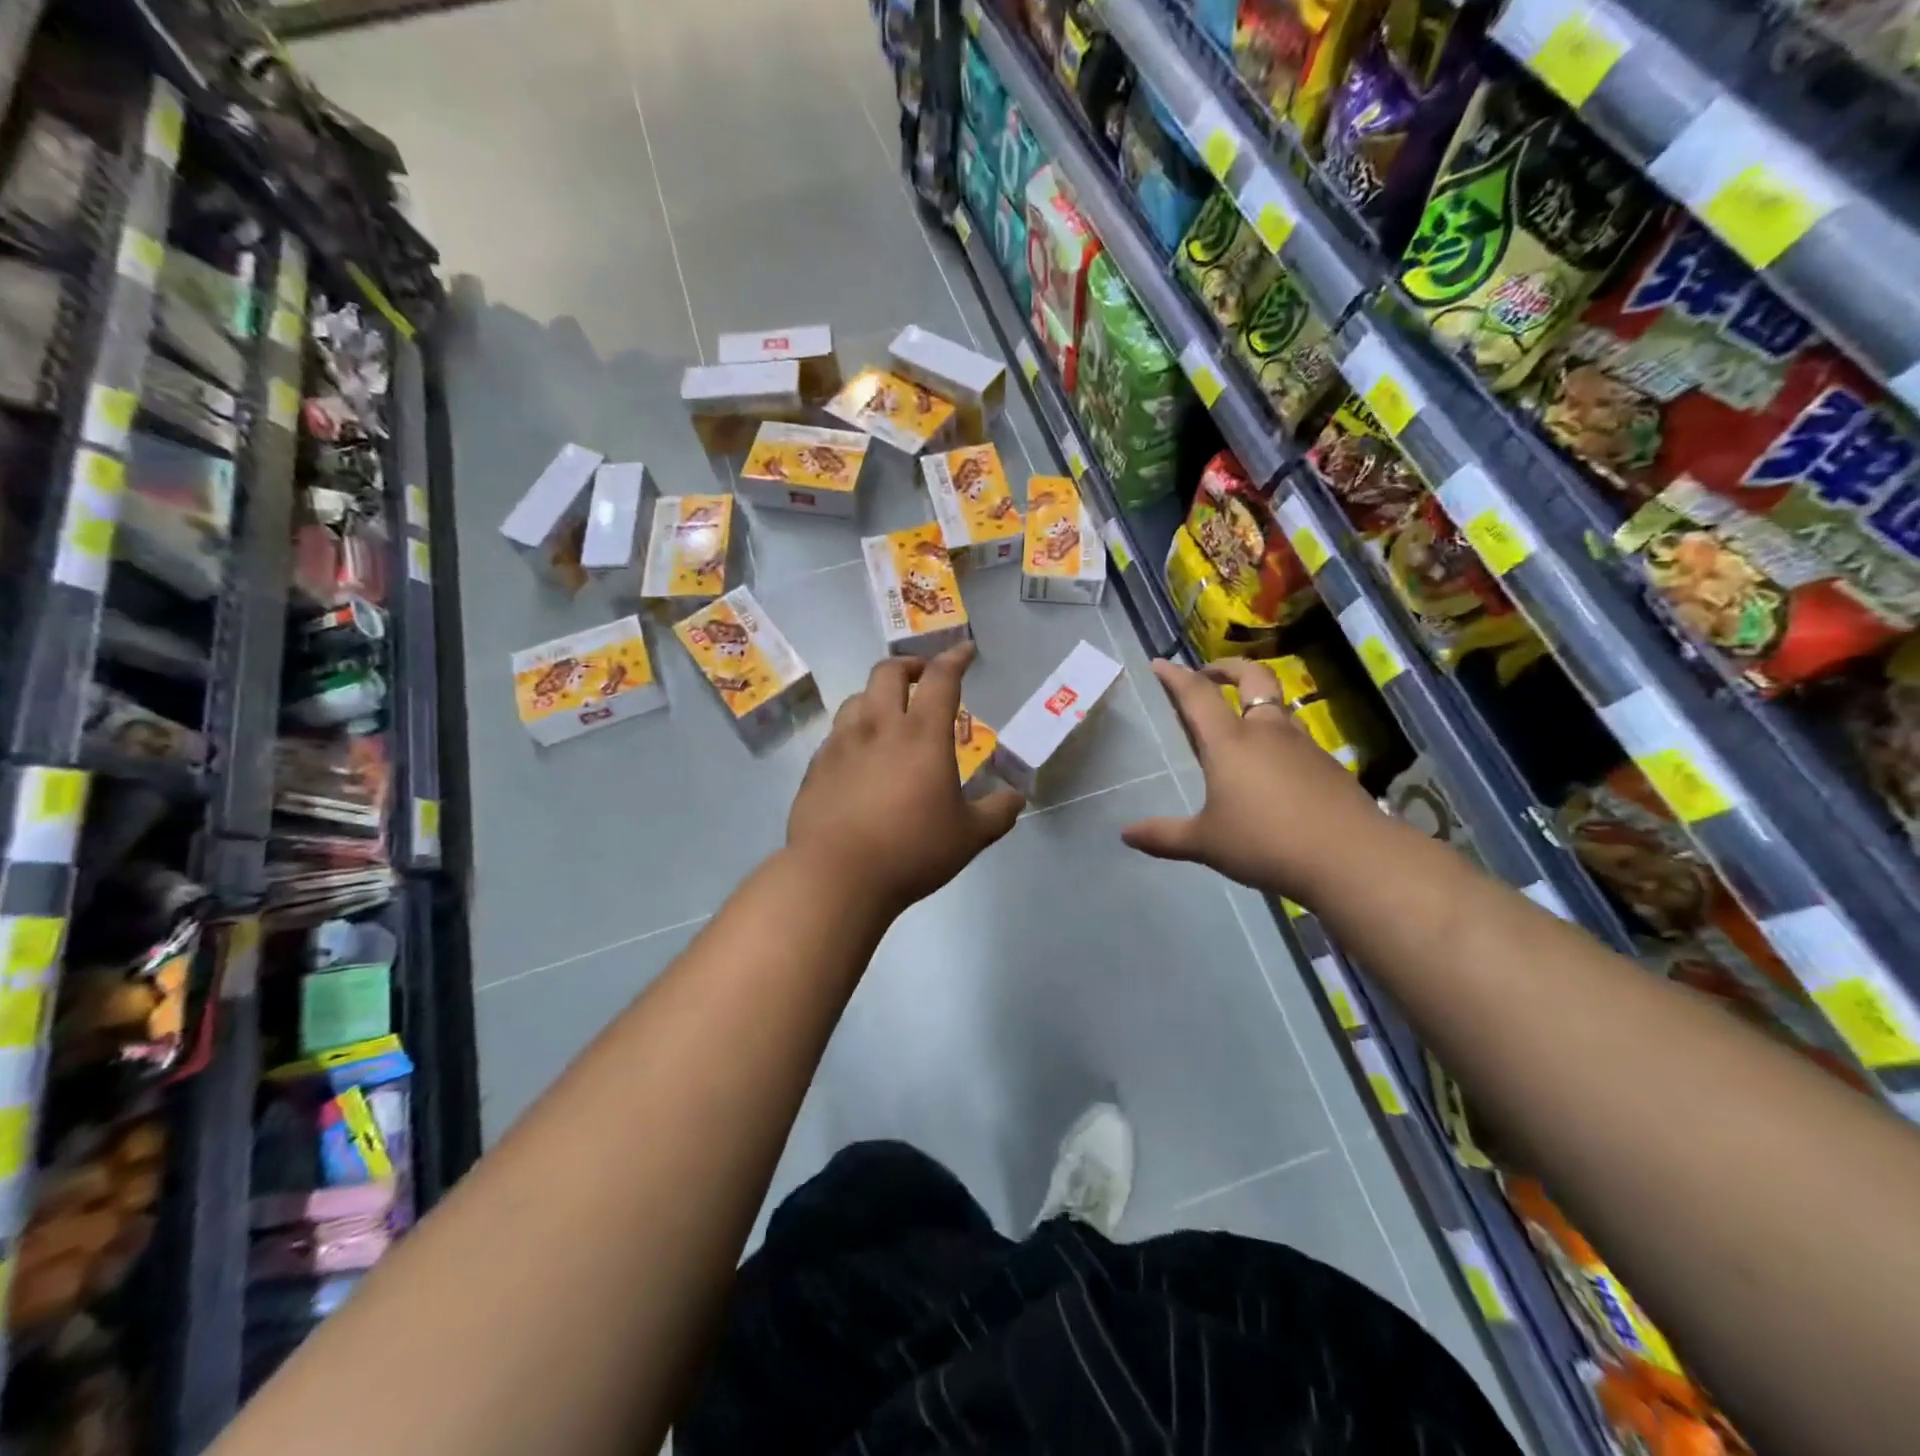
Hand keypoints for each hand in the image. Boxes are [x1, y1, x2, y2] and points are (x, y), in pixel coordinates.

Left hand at [787, 645, 1024, 918]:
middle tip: (923, 677)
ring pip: (857, 699)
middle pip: (888, 672)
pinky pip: (837, 734)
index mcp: (921, 734)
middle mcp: (878, 726)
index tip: (965, 650)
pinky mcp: (816, 767)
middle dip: (909, 665)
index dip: (956, 658)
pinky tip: (859, 757)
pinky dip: (854, 731)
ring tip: (889, 715)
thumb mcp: (969, 836)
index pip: (941, 678)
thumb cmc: (911, 850)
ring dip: (877, 696)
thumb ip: (998, 811)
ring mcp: (841, 744)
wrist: (835, 876)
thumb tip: (1016, 797)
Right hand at [1122, 658, 1383, 900]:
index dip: (1176, 676)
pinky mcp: (1328, 765)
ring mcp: (1303, 745)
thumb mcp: (1206, 843)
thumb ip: (1164, 837)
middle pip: (1252, 678)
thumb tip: (1126, 835)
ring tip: (1241, 722)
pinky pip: (1296, 737)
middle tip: (1209, 674)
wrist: (1350, 857)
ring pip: (1278, 707)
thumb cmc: (1265, 842)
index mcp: (1229, 743)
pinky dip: (1278, 737)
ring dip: (1257, 702)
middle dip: (1227, 668)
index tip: (1160, 664)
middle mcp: (1266, 732)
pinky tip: (1273, 767)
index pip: (1197, 695)